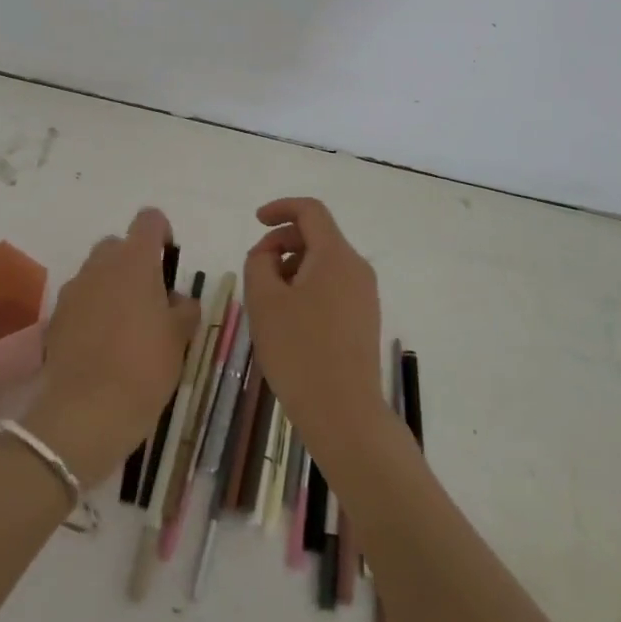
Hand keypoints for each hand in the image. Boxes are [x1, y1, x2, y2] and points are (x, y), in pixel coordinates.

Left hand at [25, 208, 198, 486]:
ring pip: (97, 272)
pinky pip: (81, 299)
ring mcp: (74, 289)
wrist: (86, 412)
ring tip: (127, 326)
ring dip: (113, 286)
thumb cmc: (144, 367)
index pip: (149, 220)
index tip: (169, 260)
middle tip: (151, 299)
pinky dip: (93, 310)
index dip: (162, 232)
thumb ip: (184, 308)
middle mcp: (100, 264)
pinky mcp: (57, 316)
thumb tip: (178, 300)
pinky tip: (104, 344)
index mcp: (135, 260)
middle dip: (135, 263)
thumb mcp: (180, 337)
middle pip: (119, 245)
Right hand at [242, 197, 385, 452]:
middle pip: (317, 236)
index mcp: (335, 255)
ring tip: (269, 303)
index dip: (280, 208)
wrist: (344, 413)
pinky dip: (308, 288)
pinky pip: (333, 286)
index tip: (256, 220)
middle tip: (255, 272)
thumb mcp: (264, 301)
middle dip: (282, 244)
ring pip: (324, 263)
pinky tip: (289, 321)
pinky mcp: (364, 318)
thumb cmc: (299, 351)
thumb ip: (259, 262)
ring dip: (293, 269)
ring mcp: (365, 295)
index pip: (310, 211)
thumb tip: (268, 253)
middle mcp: (357, 267)